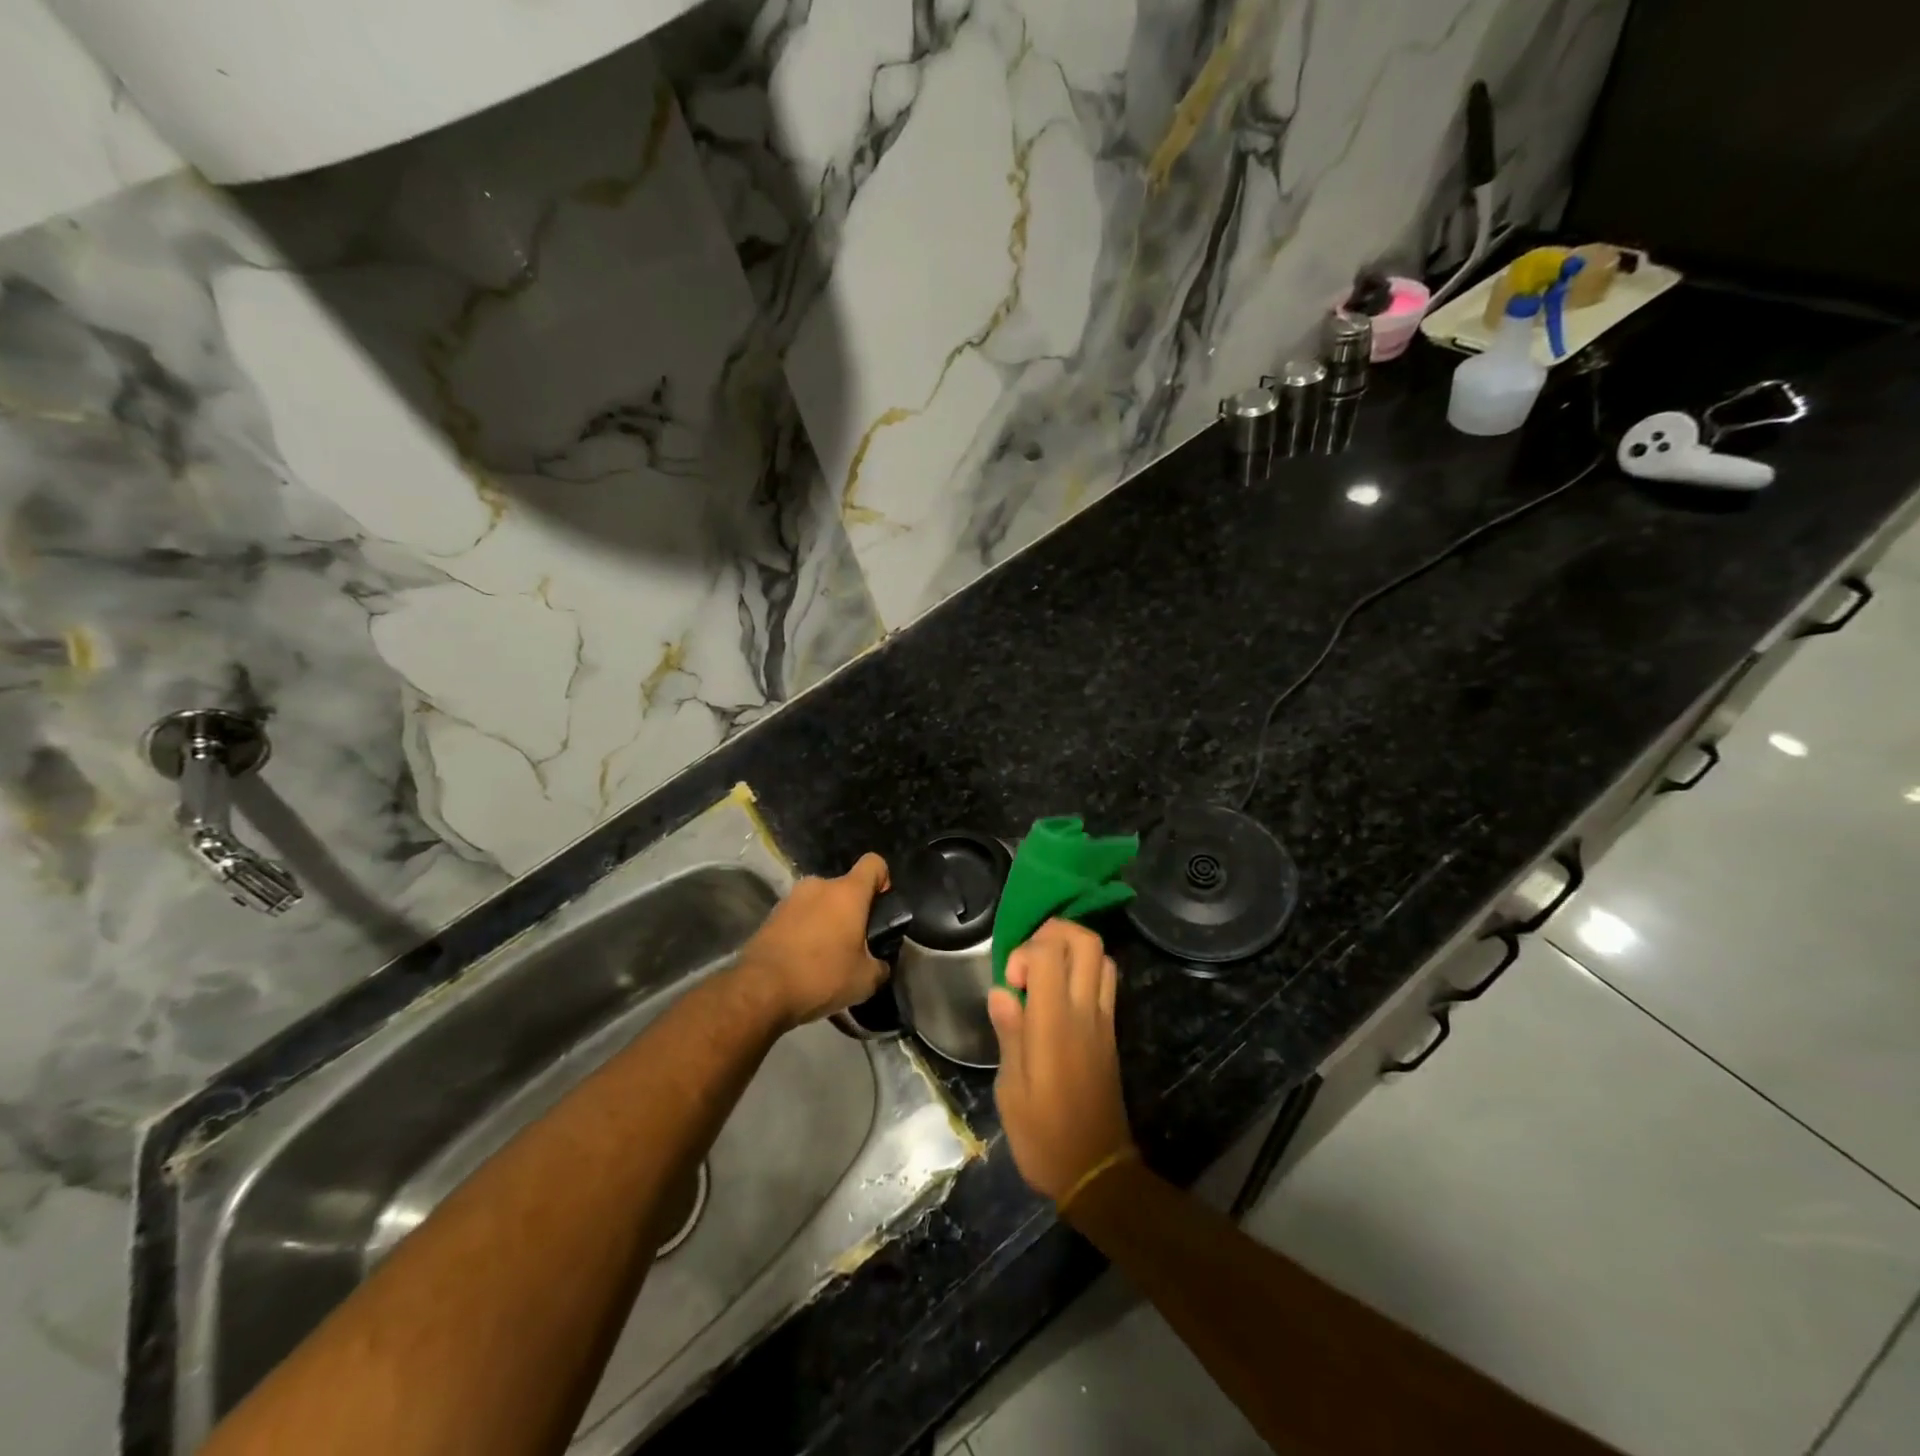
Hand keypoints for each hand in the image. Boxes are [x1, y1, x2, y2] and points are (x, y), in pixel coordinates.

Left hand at [738, 853, 890, 1029]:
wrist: (761, 990)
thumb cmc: (821, 976)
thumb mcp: (865, 980)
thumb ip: (880, 965)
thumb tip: (880, 964)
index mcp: (848, 893)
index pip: (874, 863)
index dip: (883, 880)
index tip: (880, 909)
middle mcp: (819, 886)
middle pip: (845, 888)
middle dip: (852, 911)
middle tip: (853, 944)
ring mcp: (791, 898)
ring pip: (819, 903)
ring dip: (826, 922)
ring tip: (825, 956)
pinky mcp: (770, 916)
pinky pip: (798, 917)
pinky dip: (804, 932)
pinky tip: (802, 962)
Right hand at [987, 920, 1134, 1203]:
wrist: (1097, 1172)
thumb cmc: (1043, 1136)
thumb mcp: (1011, 1090)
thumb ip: (1009, 1033)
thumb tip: (1002, 992)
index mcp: (1054, 1023)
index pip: (1050, 952)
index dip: (1026, 951)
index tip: (1010, 981)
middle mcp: (1085, 1012)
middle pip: (1086, 942)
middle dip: (1054, 933)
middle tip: (1028, 958)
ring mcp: (1103, 1021)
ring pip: (1102, 958)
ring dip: (1072, 950)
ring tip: (1043, 973)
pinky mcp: (1111, 1034)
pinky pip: (1105, 983)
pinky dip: (1084, 972)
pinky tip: (1058, 997)